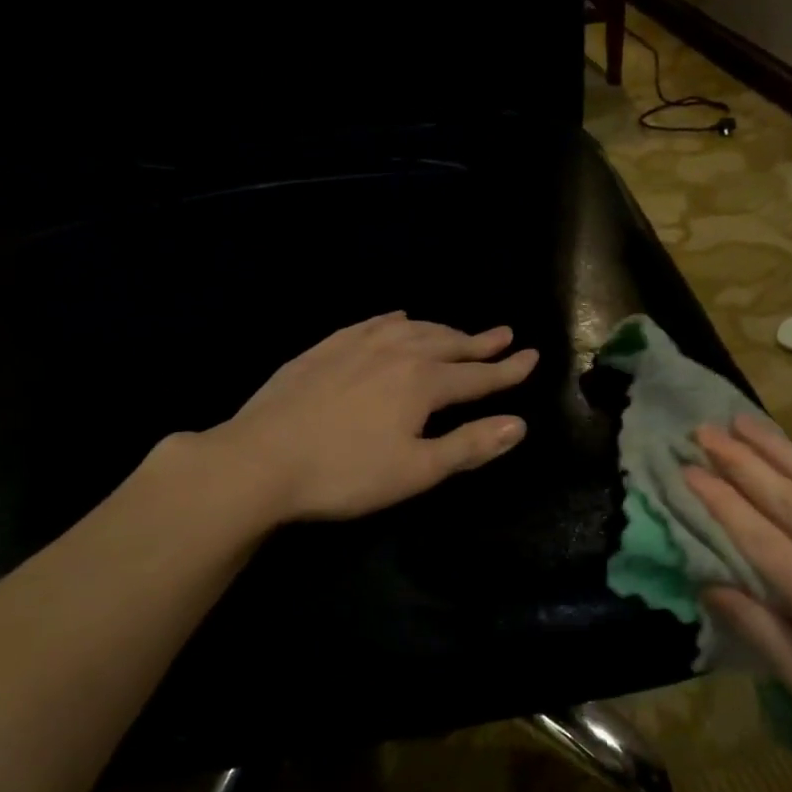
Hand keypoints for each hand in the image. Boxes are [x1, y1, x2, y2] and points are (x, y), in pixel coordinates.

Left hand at [221, 312, 536, 521]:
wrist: (260, 460)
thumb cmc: (346, 474)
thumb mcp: (417, 470)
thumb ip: (469, 446)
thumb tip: (519, 425)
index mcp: (422, 382)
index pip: (477, 375)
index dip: (507, 370)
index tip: (532, 356)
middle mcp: (395, 353)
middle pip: (446, 344)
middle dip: (478, 342)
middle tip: (503, 335)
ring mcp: (354, 346)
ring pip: (410, 329)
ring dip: (440, 330)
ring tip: (456, 331)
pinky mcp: (322, 349)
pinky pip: (370, 323)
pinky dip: (393, 320)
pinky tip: (395, 318)